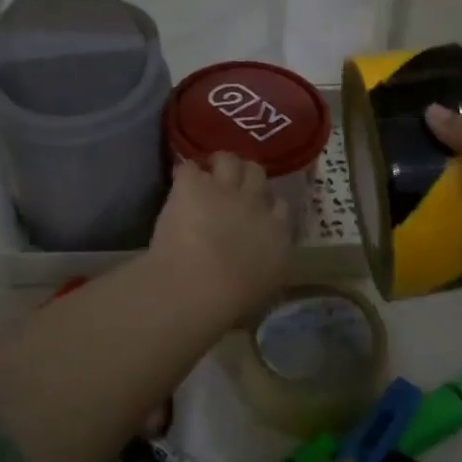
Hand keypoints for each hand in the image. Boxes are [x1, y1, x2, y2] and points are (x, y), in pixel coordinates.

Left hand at [148, 153, 291, 317]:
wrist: (200, 285)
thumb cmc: (233, 301)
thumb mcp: (263, 290)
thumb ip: (266, 270)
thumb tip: (259, 270)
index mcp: (277, 234)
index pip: (281, 206)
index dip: (267, 205)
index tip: (257, 212)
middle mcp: (256, 205)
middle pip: (258, 175)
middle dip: (246, 178)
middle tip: (232, 187)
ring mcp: (225, 190)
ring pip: (229, 160)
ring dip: (219, 165)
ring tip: (207, 174)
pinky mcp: (193, 185)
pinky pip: (188, 168)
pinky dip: (184, 174)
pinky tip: (180, 183)